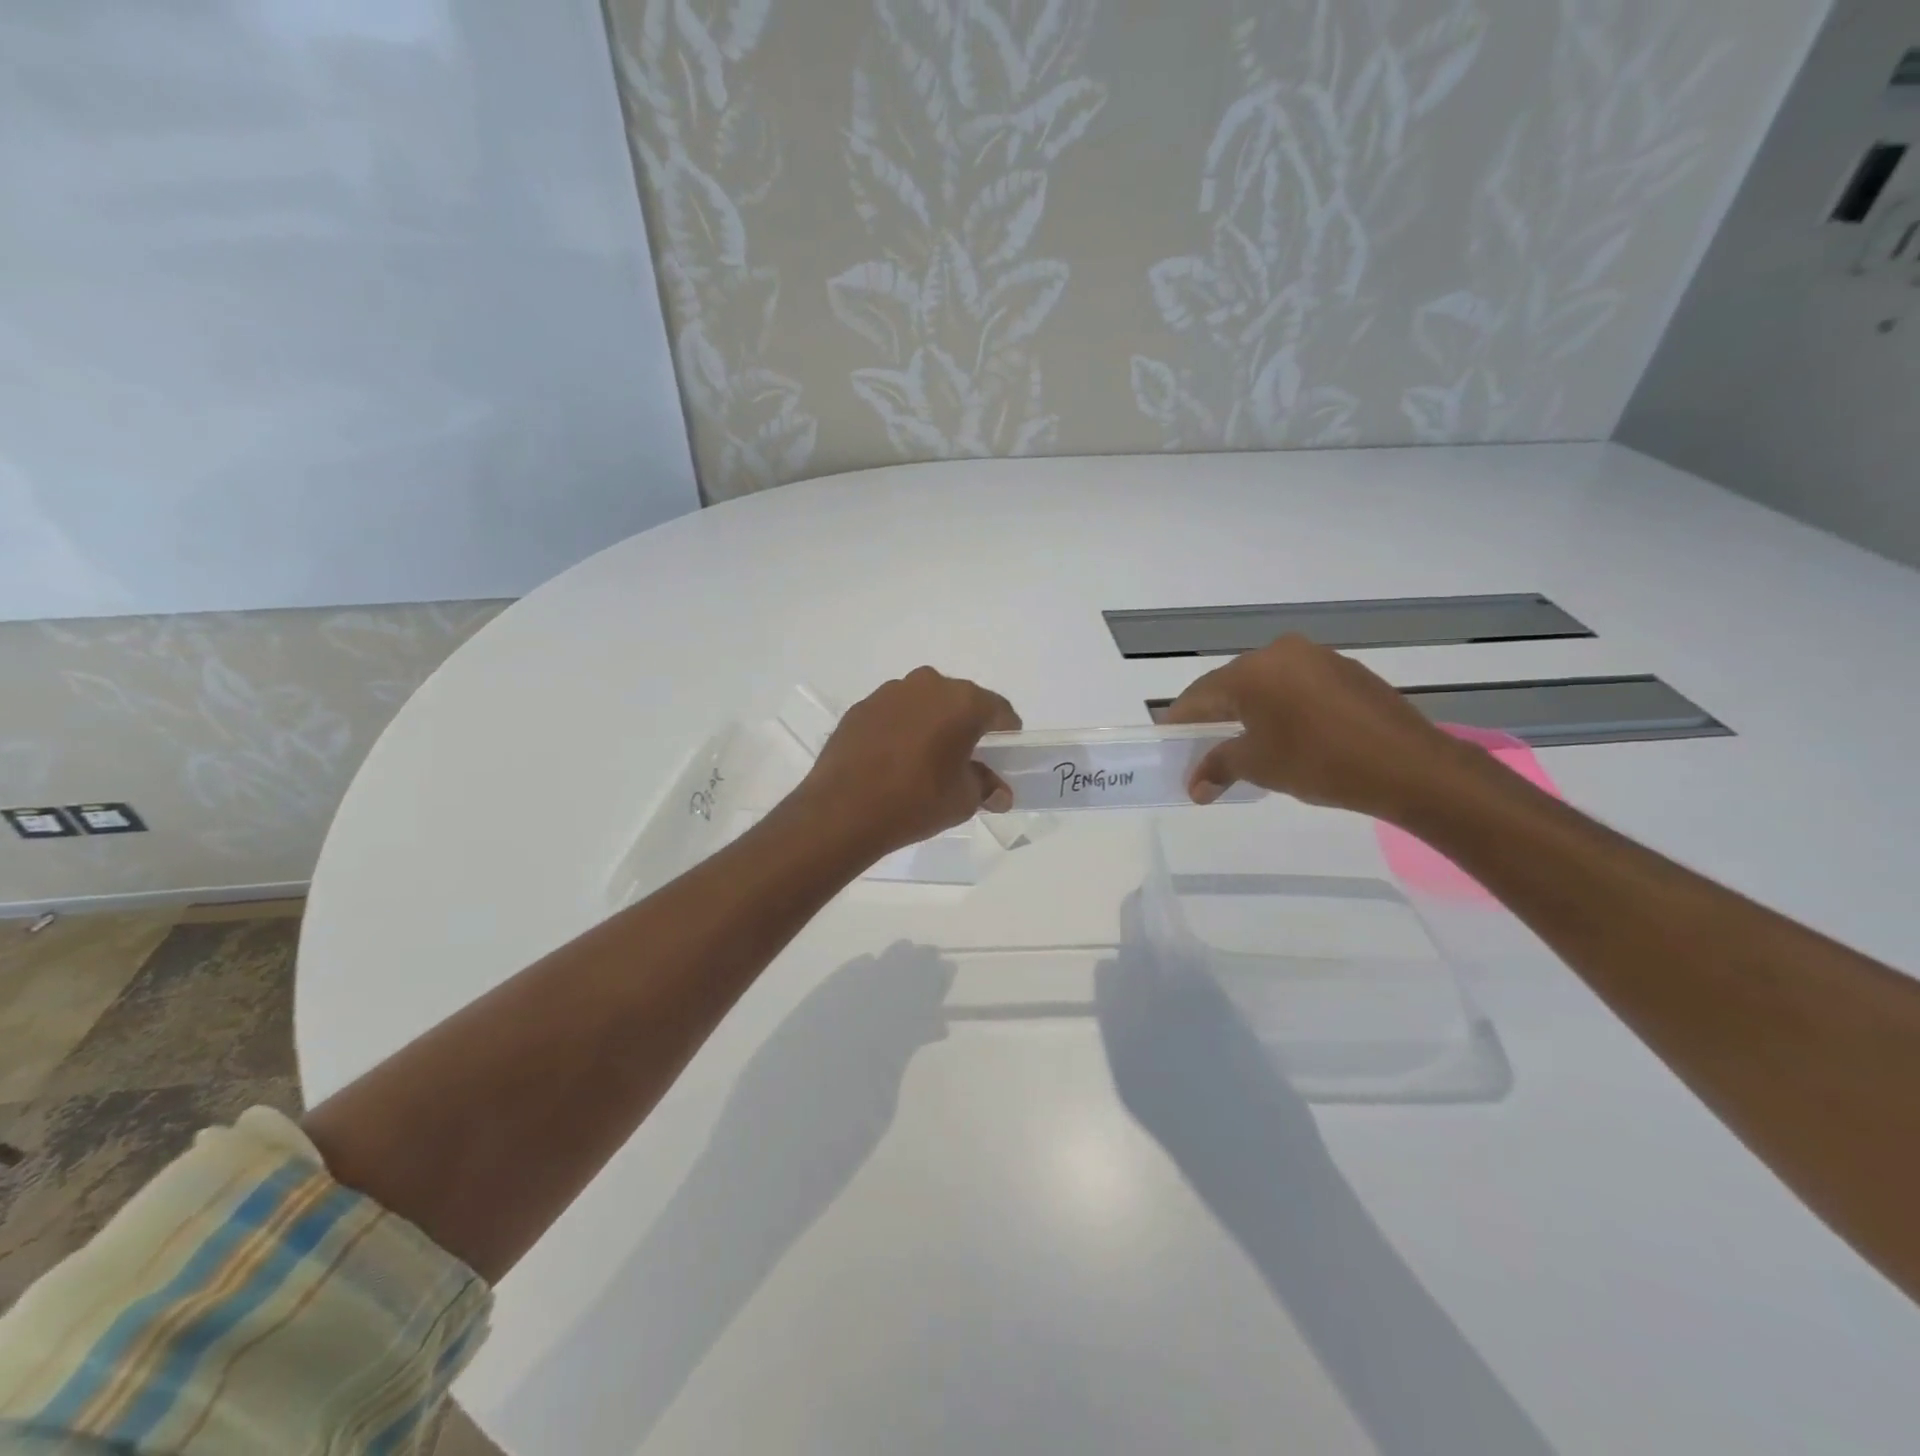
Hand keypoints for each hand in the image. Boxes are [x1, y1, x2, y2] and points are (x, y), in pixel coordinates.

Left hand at [797, 667, 1020, 858]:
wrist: (842, 810)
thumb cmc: (916, 801)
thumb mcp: (963, 800)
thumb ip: (986, 787)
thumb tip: (999, 793)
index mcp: (962, 701)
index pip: (999, 711)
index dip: (1006, 735)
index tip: (1001, 758)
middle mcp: (928, 684)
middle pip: (961, 701)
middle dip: (967, 726)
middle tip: (964, 760)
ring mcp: (890, 692)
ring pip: (925, 703)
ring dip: (932, 724)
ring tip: (925, 760)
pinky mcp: (860, 707)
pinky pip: (894, 713)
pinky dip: (901, 729)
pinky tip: (893, 760)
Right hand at [1162, 634, 1464, 818]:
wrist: (1409, 766)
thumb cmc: (1320, 762)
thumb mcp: (1259, 766)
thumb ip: (1218, 767)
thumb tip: (1194, 786)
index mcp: (1251, 671)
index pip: (1199, 695)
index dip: (1180, 721)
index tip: (1168, 742)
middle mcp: (1280, 653)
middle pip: (1230, 685)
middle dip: (1213, 716)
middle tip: (1202, 747)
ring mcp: (1316, 657)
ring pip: (1265, 684)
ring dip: (1248, 711)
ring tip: (1244, 743)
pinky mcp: (1345, 670)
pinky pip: (1296, 685)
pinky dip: (1281, 707)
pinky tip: (1287, 733)